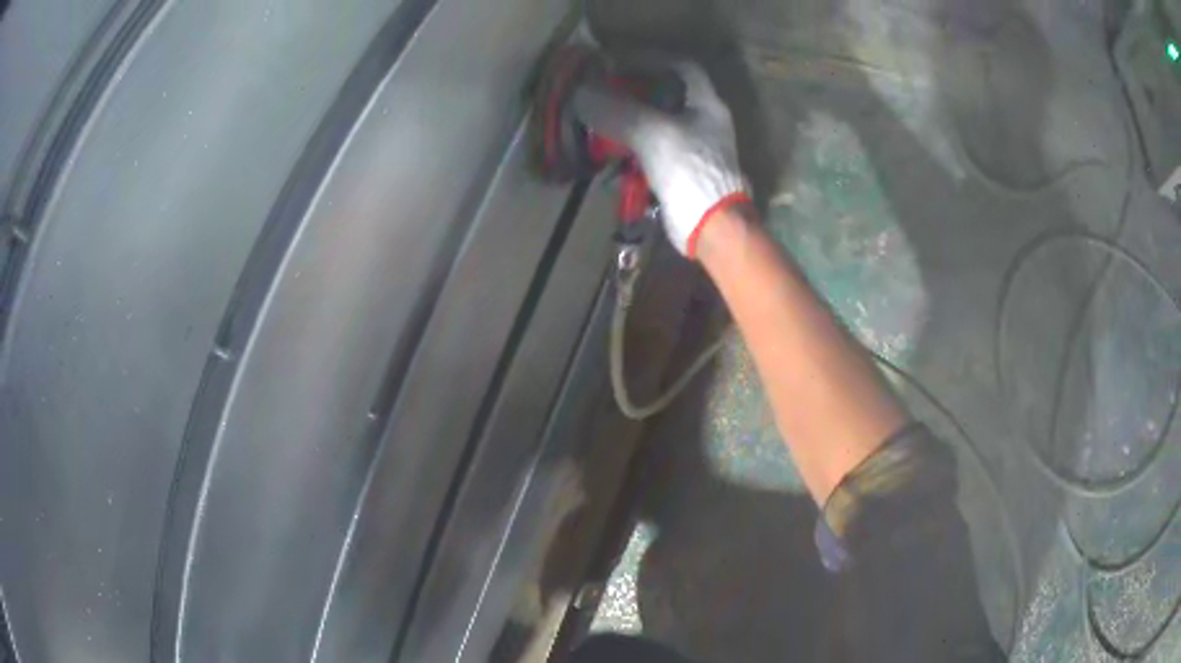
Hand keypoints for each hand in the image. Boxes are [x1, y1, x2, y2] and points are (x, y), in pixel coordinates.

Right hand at [573, 63, 749, 256]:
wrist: (710, 226)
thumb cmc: (689, 171)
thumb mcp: (652, 133)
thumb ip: (617, 111)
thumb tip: (581, 95)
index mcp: (706, 104)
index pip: (680, 66)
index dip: (649, 59)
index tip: (617, 62)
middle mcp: (702, 122)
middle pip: (664, 95)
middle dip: (630, 92)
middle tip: (600, 93)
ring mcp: (692, 148)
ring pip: (654, 124)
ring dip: (625, 123)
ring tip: (597, 124)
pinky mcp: (680, 173)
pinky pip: (650, 152)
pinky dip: (629, 151)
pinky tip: (608, 158)